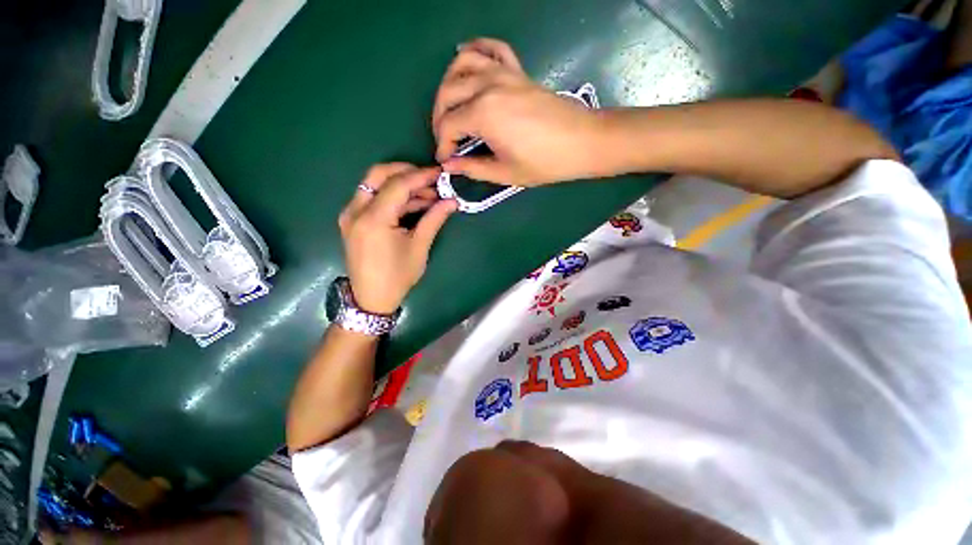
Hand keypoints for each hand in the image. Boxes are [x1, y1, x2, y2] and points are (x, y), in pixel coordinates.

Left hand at [338, 164, 456, 313]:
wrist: (371, 298)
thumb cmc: (397, 276)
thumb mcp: (419, 248)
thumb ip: (434, 220)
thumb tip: (452, 201)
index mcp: (374, 219)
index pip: (398, 185)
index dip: (421, 176)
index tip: (440, 173)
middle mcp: (356, 211)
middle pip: (379, 174)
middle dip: (407, 172)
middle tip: (431, 179)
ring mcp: (351, 214)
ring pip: (374, 184)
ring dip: (401, 185)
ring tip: (428, 195)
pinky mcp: (352, 220)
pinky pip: (372, 198)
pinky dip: (392, 196)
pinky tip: (412, 204)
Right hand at [432, 38, 606, 185]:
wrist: (581, 142)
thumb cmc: (544, 163)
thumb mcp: (505, 173)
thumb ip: (473, 168)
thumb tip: (449, 165)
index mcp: (483, 114)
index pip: (448, 125)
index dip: (442, 145)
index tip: (445, 160)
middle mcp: (487, 86)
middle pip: (447, 93)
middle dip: (439, 117)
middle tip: (445, 139)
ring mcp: (503, 74)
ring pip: (462, 65)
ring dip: (448, 83)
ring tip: (449, 105)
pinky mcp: (517, 71)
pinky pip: (492, 48)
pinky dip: (475, 49)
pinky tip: (467, 58)